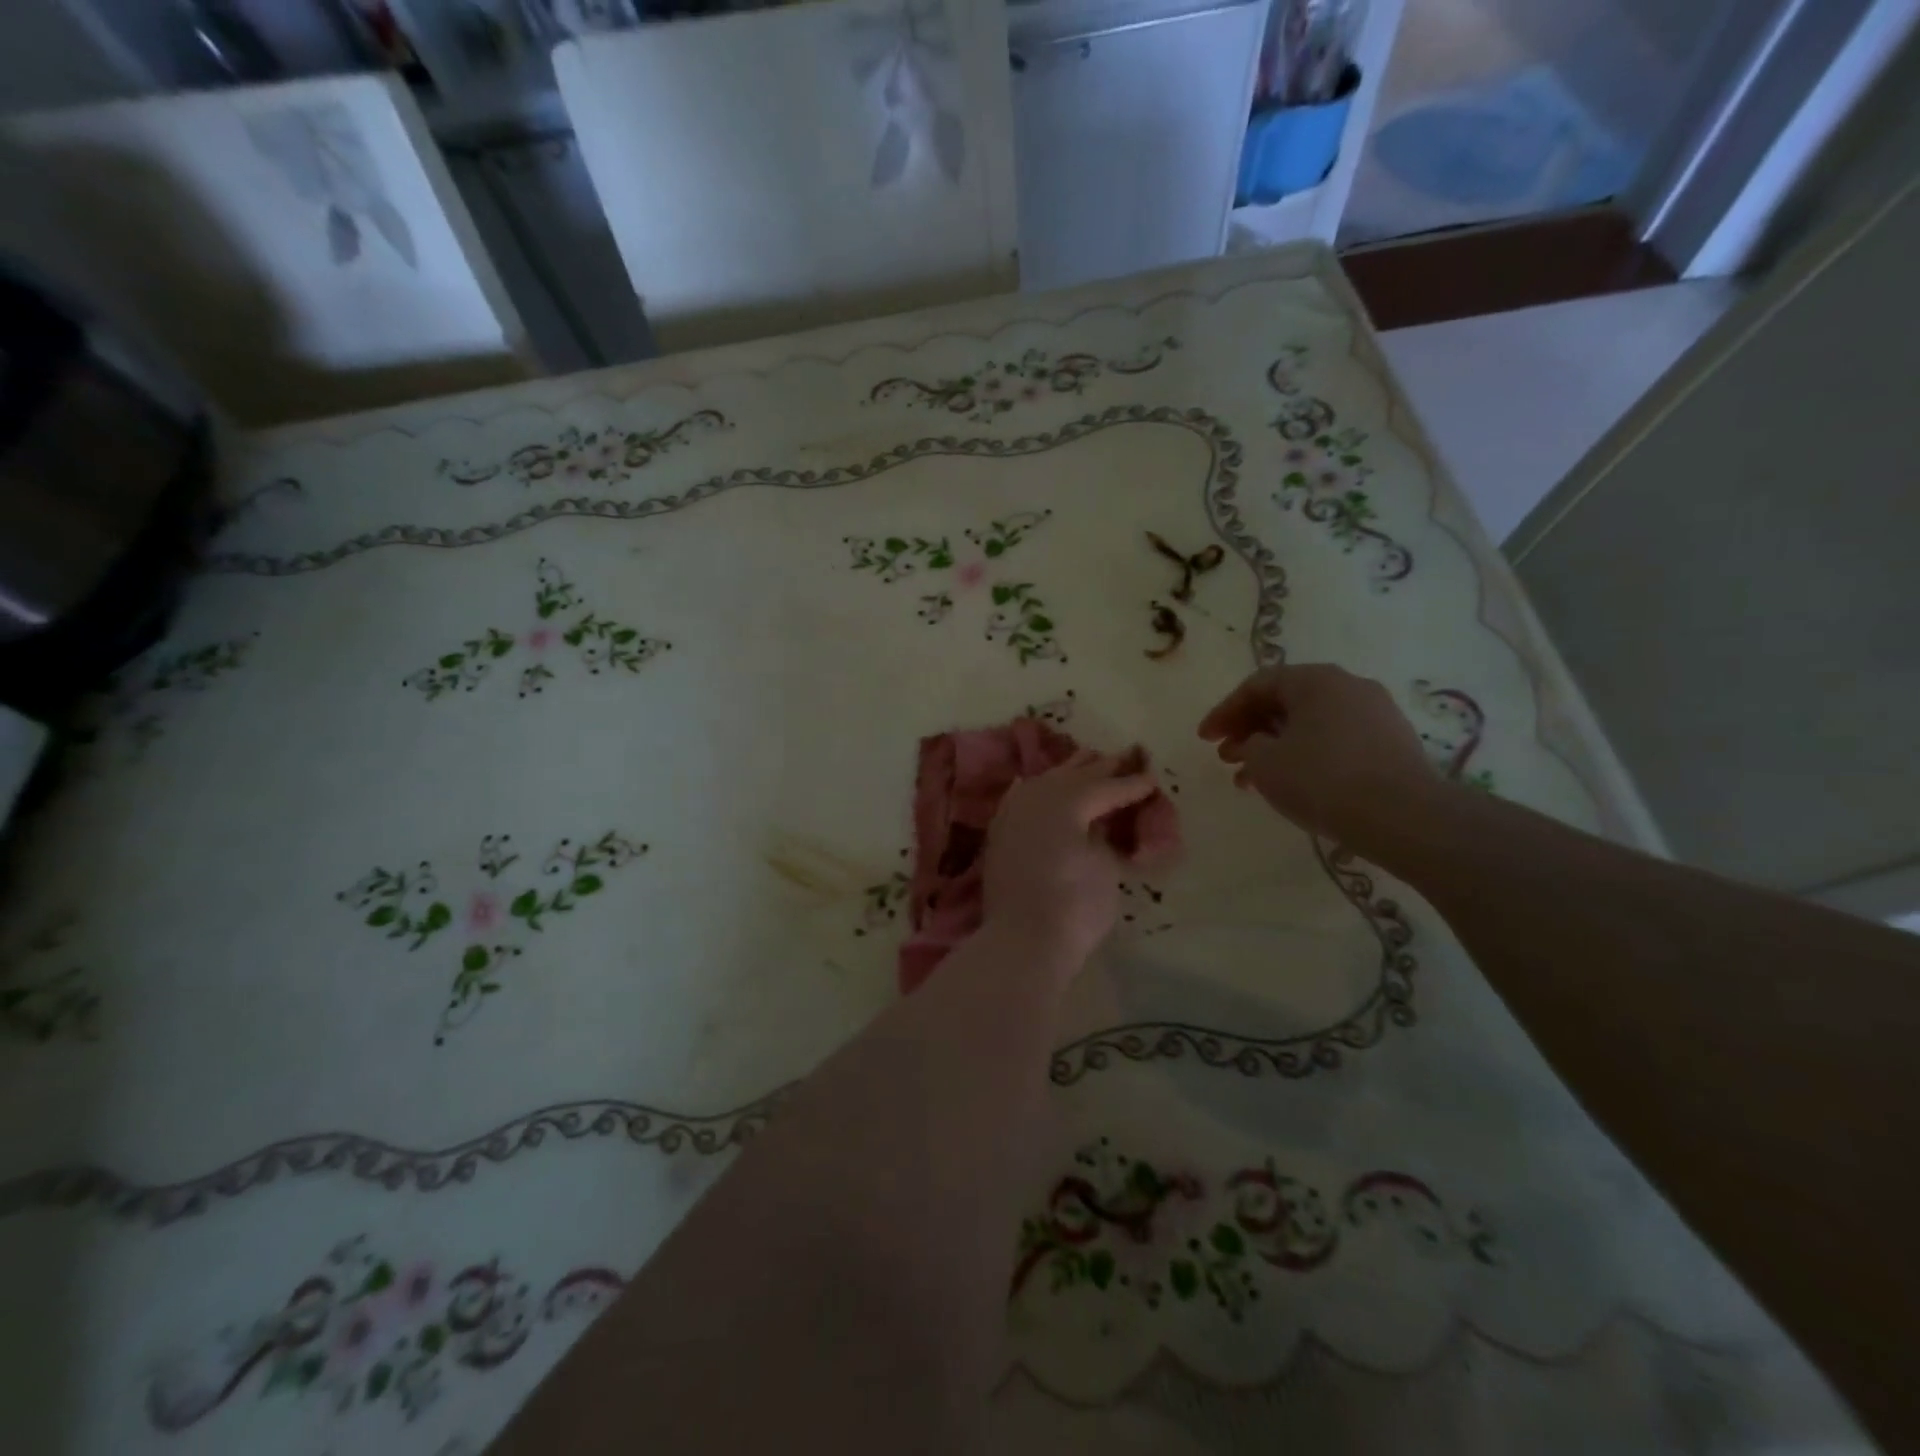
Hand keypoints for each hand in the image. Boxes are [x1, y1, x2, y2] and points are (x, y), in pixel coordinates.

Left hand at [982, 750, 1166, 970]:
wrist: (1022, 940)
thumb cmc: (1074, 905)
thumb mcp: (1103, 865)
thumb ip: (1102, 834)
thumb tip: (1096, 821)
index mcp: (1066, 800)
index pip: (1106, 787)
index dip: (1131, 784)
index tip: (1152, 778)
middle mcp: (1036, 797)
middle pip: (1074, 775)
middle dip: (1101, 768)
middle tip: (1125, 758)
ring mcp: (1013, 813)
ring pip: (1045, 781)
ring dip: (1068, 772)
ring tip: (1088, 760)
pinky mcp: (1000, 833)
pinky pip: (1019, 797)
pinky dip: (1034, 788)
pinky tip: (1034, 782)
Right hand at [1198, 663, 1438, 844]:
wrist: (1404, 816)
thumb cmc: (1322, 779)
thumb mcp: (1264, 762)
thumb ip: (1247, 745)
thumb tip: (1257, 743)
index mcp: (1315, 679)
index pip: (1257, 685)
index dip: (1224, 711)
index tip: (1204, 739)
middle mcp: (1348, 686)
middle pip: (1285, 702)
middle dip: (1249, 729)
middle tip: (1225, 757)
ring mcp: (1376, 713)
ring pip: (1310, 724)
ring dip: (1275, 747)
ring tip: (1252, 780)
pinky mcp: (1392, 743)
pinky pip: (1335, 740)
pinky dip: (1306, 756)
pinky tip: (1293, 785)